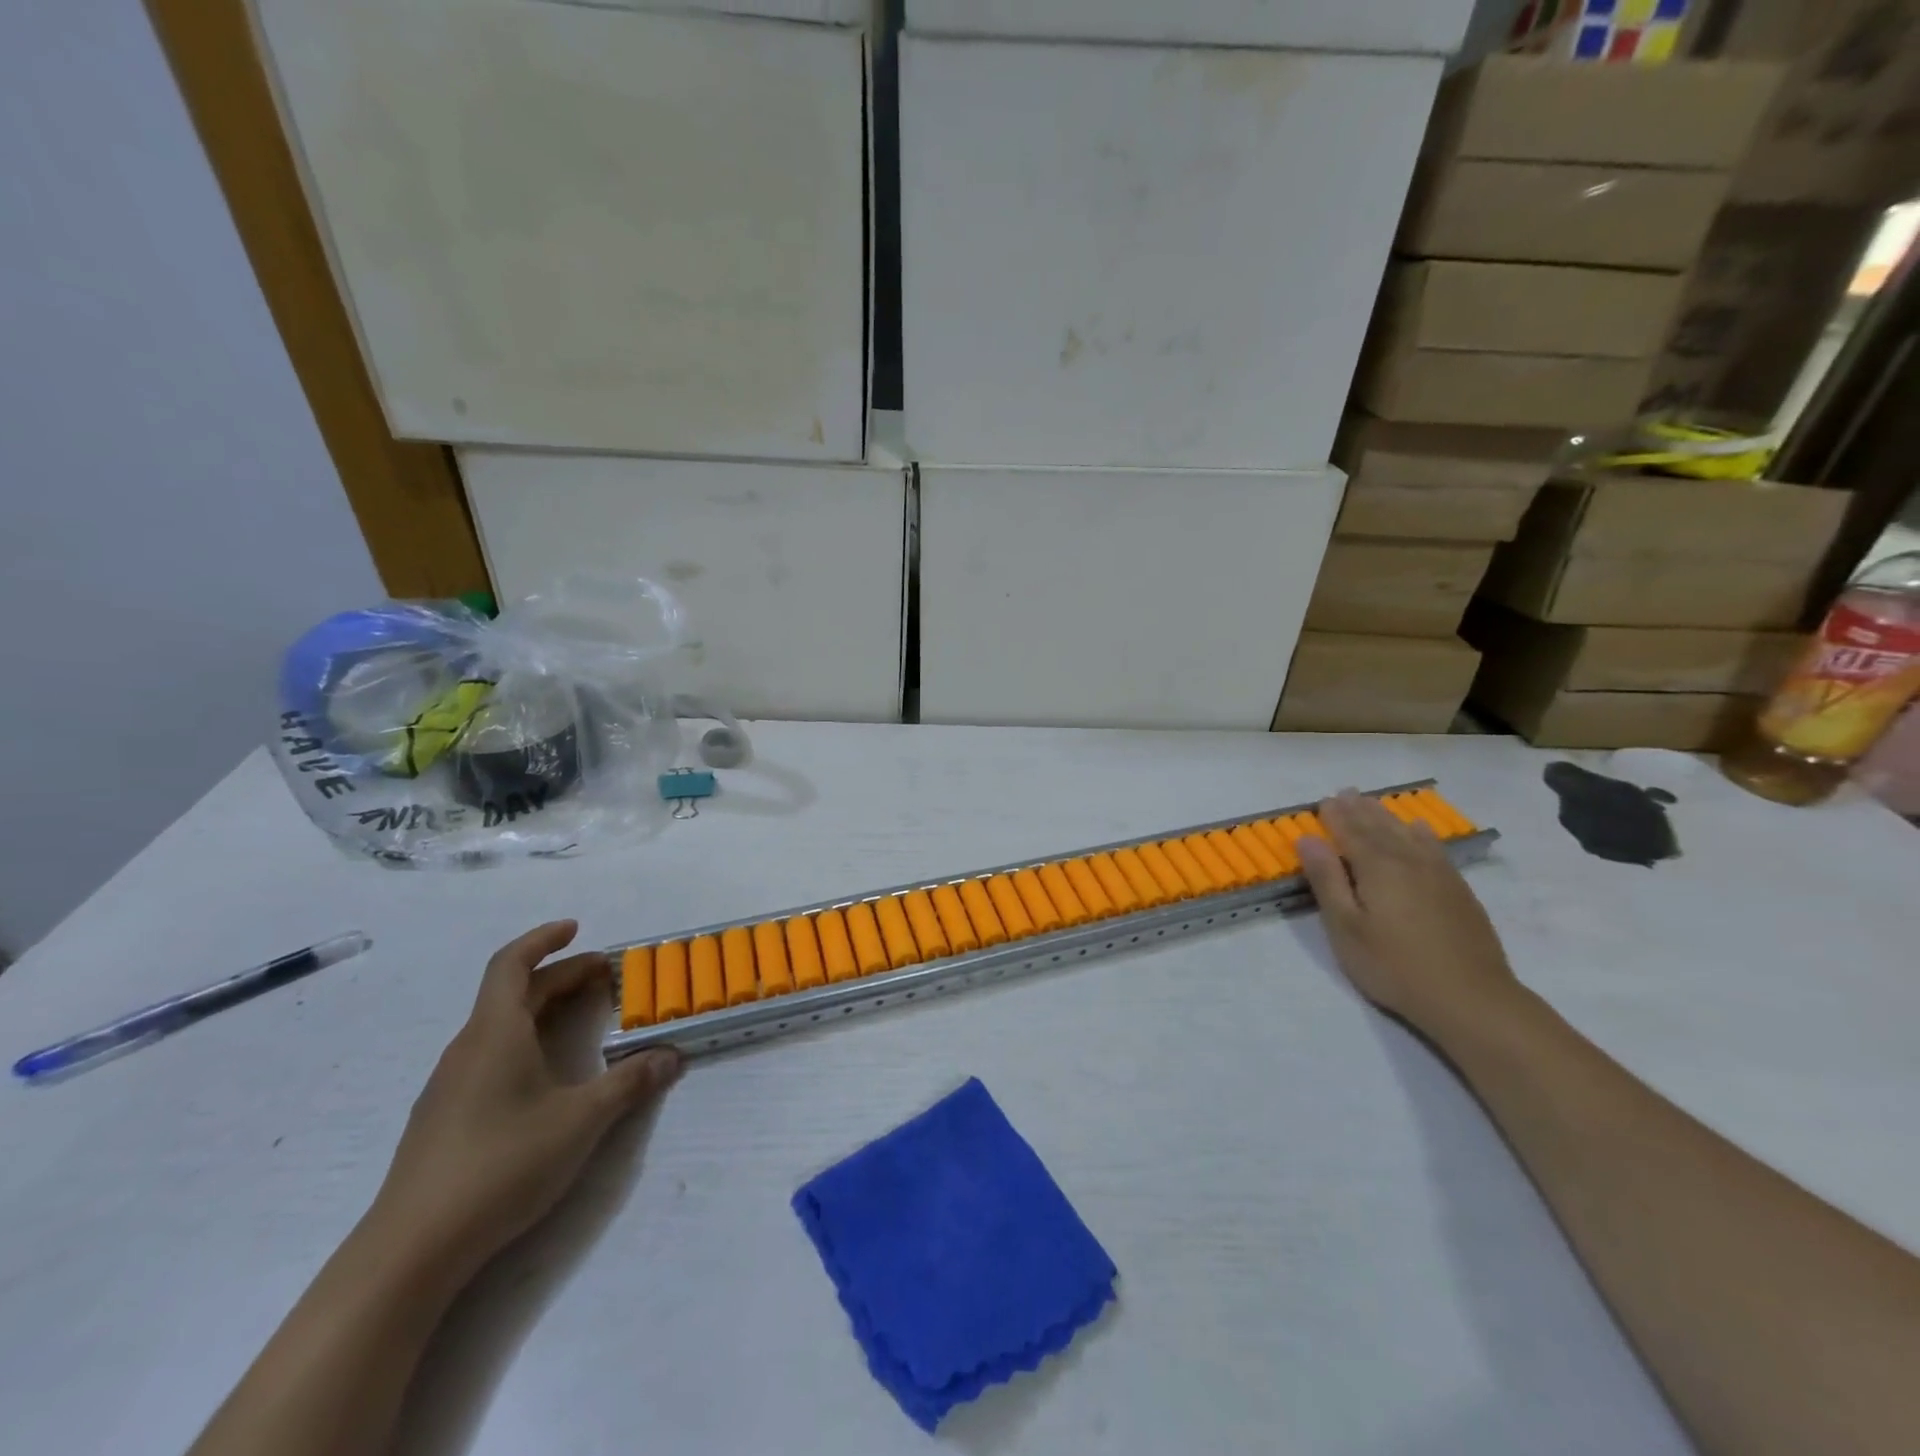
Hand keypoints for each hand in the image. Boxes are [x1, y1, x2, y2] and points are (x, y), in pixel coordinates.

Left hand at [366, 921, 680, 1277]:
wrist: (411, 1250)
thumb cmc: (501, 1164)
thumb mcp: (581, 1120)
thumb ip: (629, 1083)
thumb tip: (672, 1055)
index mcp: (495, 1033)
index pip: (512, 964)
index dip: (544, 939)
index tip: (577, 929)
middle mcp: (468, 1049)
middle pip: (512, 993)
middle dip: (560, 976)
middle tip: (604, 977)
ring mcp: (450, 1085)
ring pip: (499, 1025)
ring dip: (541, 1009)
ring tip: (579, 1017)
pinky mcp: (444, 1117)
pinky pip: (488, 1055)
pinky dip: (524, 1040)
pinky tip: (543, 1073)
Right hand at [1296, 791, 1521, 1044]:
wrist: (1471, 998)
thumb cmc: (1394, 965)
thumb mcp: (1345, 927)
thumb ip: (1327, 879)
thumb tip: (1308, 839)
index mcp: (1376, 867)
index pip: (1350, 832)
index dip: (1335, 816)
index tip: (1323, 800)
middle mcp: (1408, 861)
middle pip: (1379, 827)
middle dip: (1360, 809)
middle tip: (1345, 792)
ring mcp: (1438, 874)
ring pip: (1407, 834)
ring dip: (1386, 816)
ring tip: (1372, 803)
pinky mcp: (1459, 891)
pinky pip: (1435, 848)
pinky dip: (1421, 834)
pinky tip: (1418, 830)